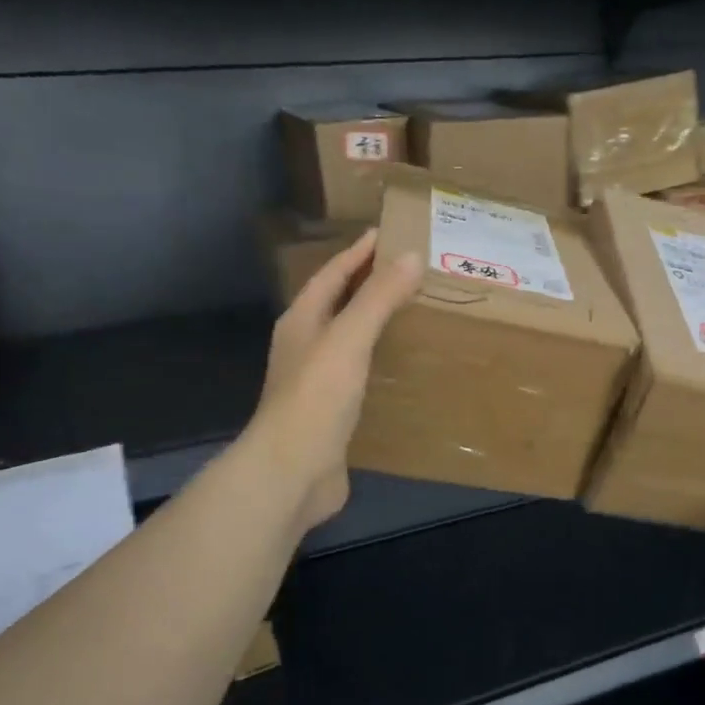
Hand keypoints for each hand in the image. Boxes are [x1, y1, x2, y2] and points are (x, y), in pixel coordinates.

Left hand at [249, 230, 421, 531]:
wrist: (293, 471)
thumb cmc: (317, 397)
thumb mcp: (349, 339)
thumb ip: (378, 298)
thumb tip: (411, 255)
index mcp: (301, 321)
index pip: (331, 275)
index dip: (357, 253)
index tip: (386, 233)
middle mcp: (304, 346)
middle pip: (337, 304)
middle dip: (366, 284)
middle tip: (407, 269)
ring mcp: (316, 381)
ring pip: (347, 339)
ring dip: (373, 322)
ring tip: (411, 310)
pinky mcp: (332, 411)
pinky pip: (359, 372)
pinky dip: (379, 359)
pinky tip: (401, 365)